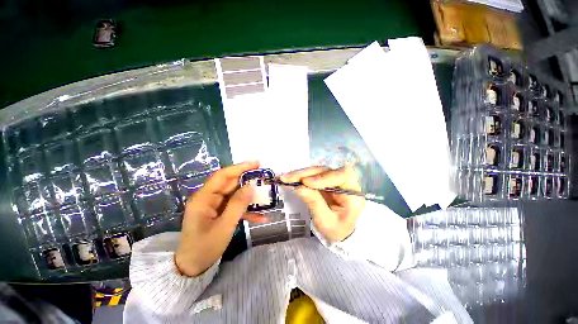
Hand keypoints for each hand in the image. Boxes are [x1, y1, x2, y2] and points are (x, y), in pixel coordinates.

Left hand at [175, 161, 267, 276]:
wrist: (193, 268)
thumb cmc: (204, 248)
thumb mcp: (224, 227)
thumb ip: (237, 205)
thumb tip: (250, 186)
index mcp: (203, 198)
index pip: (222, 176)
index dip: (239, 168)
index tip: (256, 163)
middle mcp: (209, 198)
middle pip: (230, 184)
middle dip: (248, 180)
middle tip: (264, 177)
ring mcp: (215, 206)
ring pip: (235, 195)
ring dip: (250, 196)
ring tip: (265, 195)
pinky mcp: (220, 213)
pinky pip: (235, 207)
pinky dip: (247, 211)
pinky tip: (261, 217)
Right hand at [281, 166, 364, 242]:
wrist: (340, 231)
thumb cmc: (337, 229)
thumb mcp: (326, 222)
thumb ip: (315, 204)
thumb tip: (299, 188)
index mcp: (353, 193)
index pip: (343, 176)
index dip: (324, 177)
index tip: (306, 183)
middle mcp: (345, 182)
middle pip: (326, 171)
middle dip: (306, 174)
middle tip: (288, 179)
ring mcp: (334, 180)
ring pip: (317, 171)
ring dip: (300, 174)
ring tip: (285, 178)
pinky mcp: (325, 181)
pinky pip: (312, 175)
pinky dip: (300, 177)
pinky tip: (290, 178)